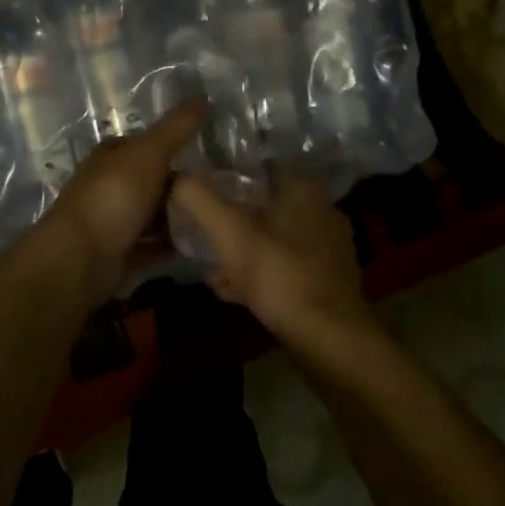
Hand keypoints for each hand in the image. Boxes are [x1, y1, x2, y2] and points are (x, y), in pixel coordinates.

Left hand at [46, 100, 207, 292]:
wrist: (80, 259)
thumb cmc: (113, 197)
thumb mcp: (149, 154)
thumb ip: (176, 128)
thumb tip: (202, 97)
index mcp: (110, 156)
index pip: (143, 143)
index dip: (171, 143)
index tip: (205, 151)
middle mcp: (107, 185)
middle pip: (150, 179)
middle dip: (179, 183)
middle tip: (218, 186)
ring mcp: (111, 221)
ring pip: (151, 212)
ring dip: (176, 215)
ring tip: (213, 214)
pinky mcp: (118, 253)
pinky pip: (151, 244)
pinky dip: (170, 244)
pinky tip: (196, 243)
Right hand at [168, 172, 377, 346]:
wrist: (329, 338)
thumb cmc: (279, 274)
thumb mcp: (229, 232)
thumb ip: (198, 199)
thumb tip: (175, 176)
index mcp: (304, 190)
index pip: (263, 166)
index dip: (231, 175)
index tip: (204, 189)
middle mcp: (322, 211)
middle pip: (268, 205)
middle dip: (235, 219)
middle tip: (205, 233)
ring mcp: (329, 248)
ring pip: (276, 238)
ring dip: (245, 251)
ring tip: (213, 268)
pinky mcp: (329, 280)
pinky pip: (287, 267)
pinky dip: (261, 274)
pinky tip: (235, 293)